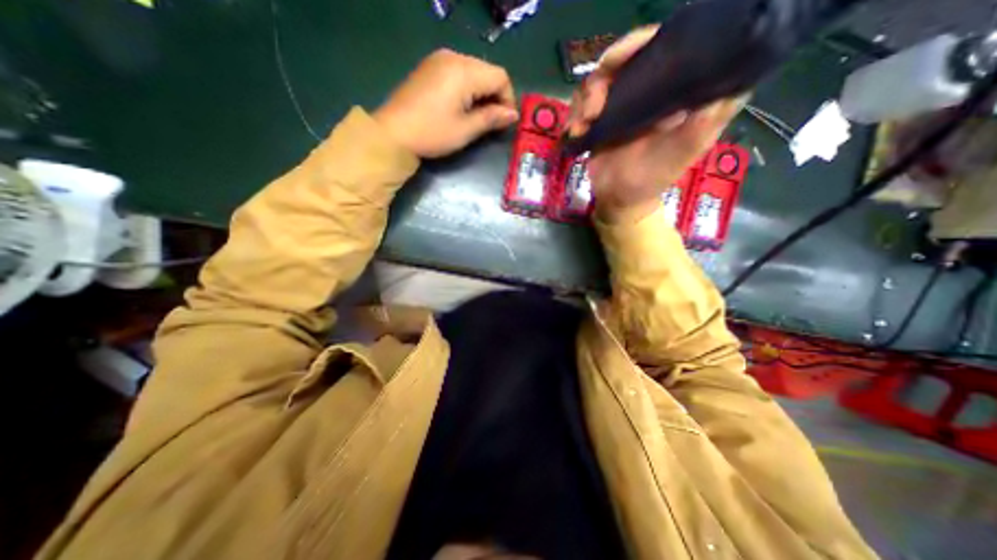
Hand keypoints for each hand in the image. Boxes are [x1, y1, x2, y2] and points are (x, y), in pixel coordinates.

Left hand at [369, 48, 517, 158]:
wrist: (393, 133)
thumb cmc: (432, 133)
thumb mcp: (466, 130)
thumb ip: (491, 118)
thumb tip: (512, 115)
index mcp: (464, 71)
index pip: (500, 77)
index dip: (508, 99)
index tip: (505, 121)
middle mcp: (453, 57)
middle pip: (487, 71)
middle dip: (495, 96)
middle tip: (493, 121)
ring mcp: (439, 60)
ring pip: (474, 71)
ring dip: (482, 92)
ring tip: (478, 116)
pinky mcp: (430, 67)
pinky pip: (459, 72)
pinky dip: (468, 88)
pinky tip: (462, 106)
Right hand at [573, 25, 742, 221]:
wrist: (620, 200)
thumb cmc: (653, 178)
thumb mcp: (685, 151)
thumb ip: (705, 119)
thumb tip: (727, 81)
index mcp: (672, 91)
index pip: (661, 49)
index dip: (639, 44)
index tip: (619, 60)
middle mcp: (646, 92)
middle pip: (623, 61)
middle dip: (603, 77)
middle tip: (593, 104)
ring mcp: (620, 106)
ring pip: (598, 81)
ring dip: (585, 100)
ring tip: (583, 125)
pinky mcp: (600, 121)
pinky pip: (582, 105)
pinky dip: (575, 116)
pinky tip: (575, 132)